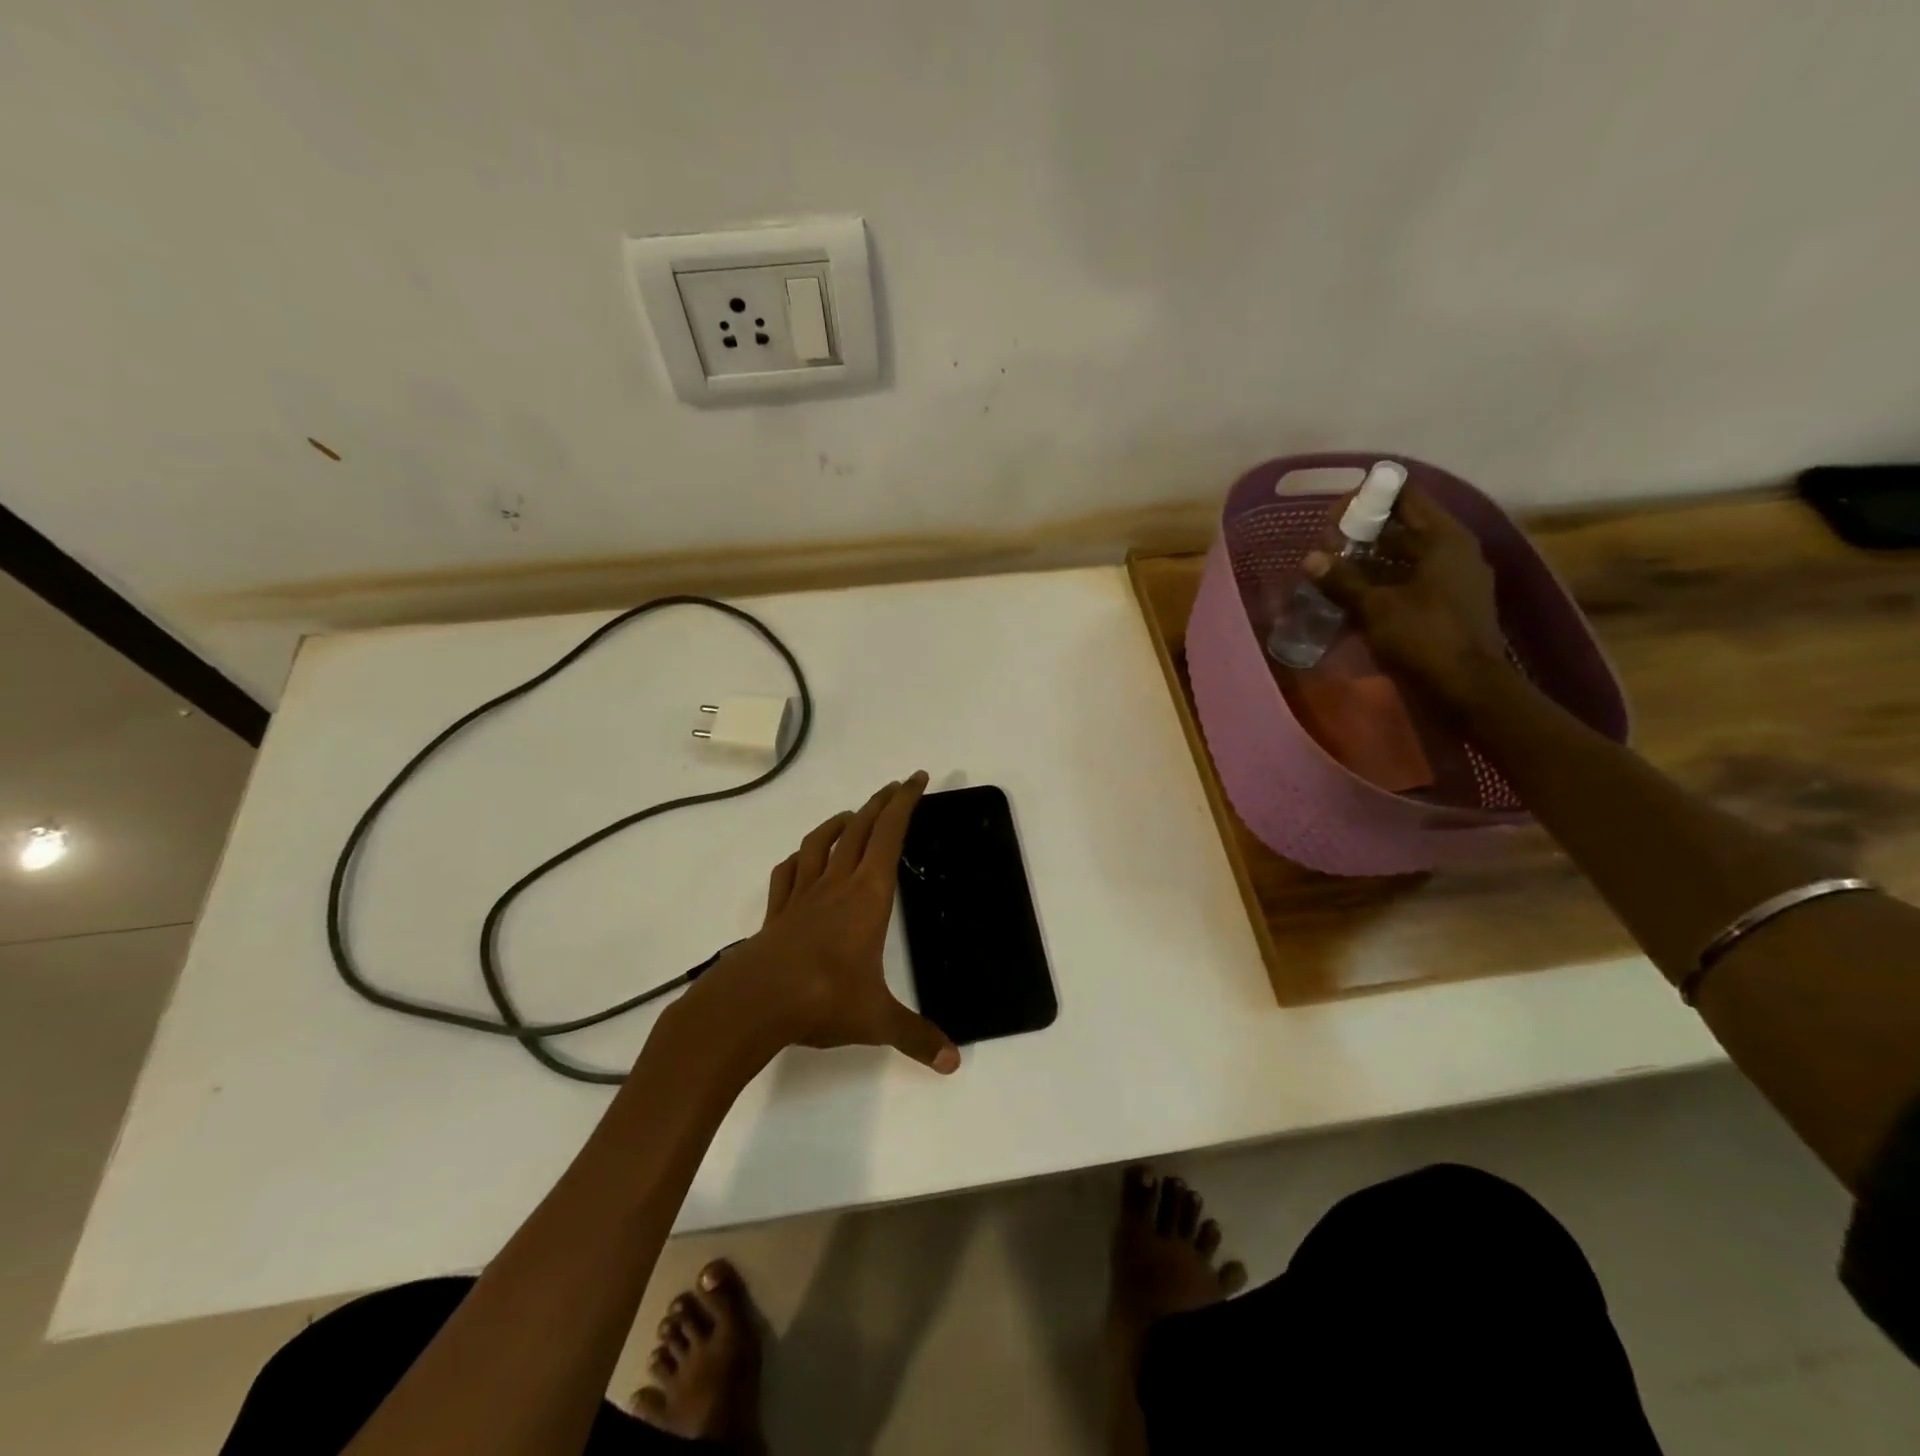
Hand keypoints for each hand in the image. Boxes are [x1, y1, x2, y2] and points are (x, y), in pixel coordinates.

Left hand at [689, 772, 959, 1073]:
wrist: (752, 1003)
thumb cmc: (822, 999)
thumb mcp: (876, 1020)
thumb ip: (916, 1037)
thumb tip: (953, 1062)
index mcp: (867, 896)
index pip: (890, 836)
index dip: (905, 803)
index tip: (917, 779)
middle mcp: (836, 885)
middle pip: (860, 829)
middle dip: (880, 803)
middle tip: (896, 787)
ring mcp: (802, 895)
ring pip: (821, 843)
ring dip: (840, 822)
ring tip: (853, 814)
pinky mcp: (777, 912)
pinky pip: (788, 873)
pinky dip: (799, 858)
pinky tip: (803, 860)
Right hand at [1305, 487, 1511, 707]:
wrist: (1467, 689)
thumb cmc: (1424, 638)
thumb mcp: (1375, 608)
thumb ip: (1342, 580)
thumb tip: (1310, 558)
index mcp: (1444, 539)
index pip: (1407, 496)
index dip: (1371, 496)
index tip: (1335, 509)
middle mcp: (1455, 551)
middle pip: (1405, 526)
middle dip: (1365, 531)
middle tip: (1325, 541)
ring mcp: (1455, 579)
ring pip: (1407, 556)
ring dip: (1372, 559)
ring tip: (1334, 567)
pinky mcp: (1449, 604)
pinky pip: (1412, 580)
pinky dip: (1385, 581)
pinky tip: (1356, 594)